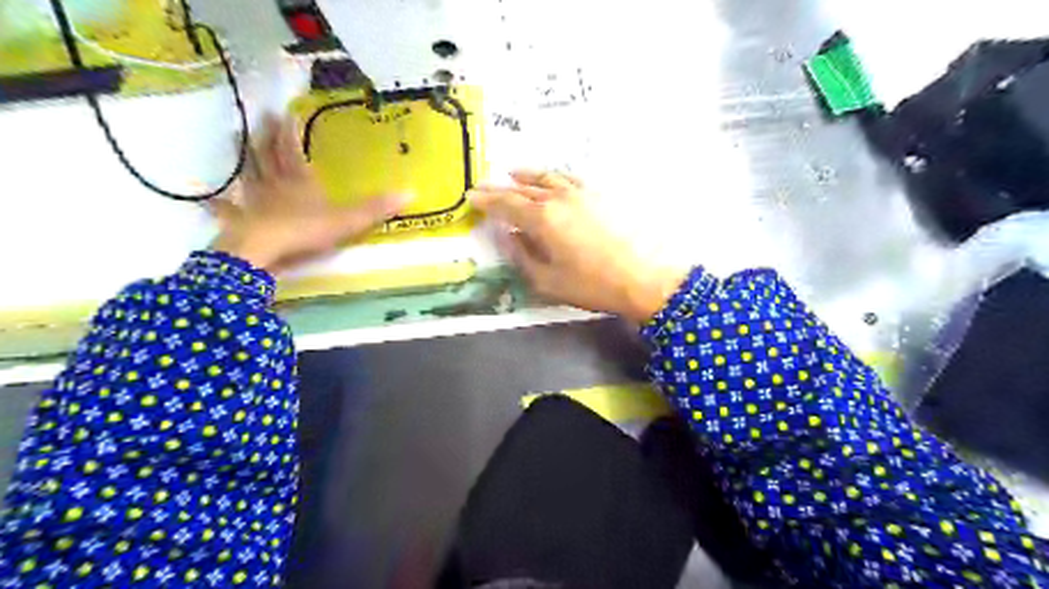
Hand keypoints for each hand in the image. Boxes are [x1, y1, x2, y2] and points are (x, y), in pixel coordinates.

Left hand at [207, 114, 403, 275]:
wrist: (265, 251)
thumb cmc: (306, 230)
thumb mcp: (349, 219)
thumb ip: (376, 208)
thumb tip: (411, 192)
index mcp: (299, 180)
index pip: (291, 149)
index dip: (287, 130)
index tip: (282, 110)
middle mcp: (274, 185)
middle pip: (266, 155)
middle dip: (264, 135)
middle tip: (259, 117)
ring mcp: (254, 202)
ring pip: (249, 174)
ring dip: (244, 157)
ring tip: (237, 140)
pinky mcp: (242, 221)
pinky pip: (229, 209)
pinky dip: (220, 204)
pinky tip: (210, 200)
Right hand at [470, 169, 690, 321]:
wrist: (645, 278)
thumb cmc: (593, 285)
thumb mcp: (548, 281)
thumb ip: (522, 255)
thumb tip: (508, 234)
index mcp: (542, 219)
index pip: (506, 204)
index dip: (487, 200)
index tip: (471, 196)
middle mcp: (559, 198)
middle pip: (524, 188)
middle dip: (502, 188)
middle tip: (485, 186)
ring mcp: (583, 193)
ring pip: (548, 177)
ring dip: (527, 175)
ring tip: (513, 173)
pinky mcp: (602, 195)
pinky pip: (570, 179)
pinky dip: (554, 176)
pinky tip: (552, 180)